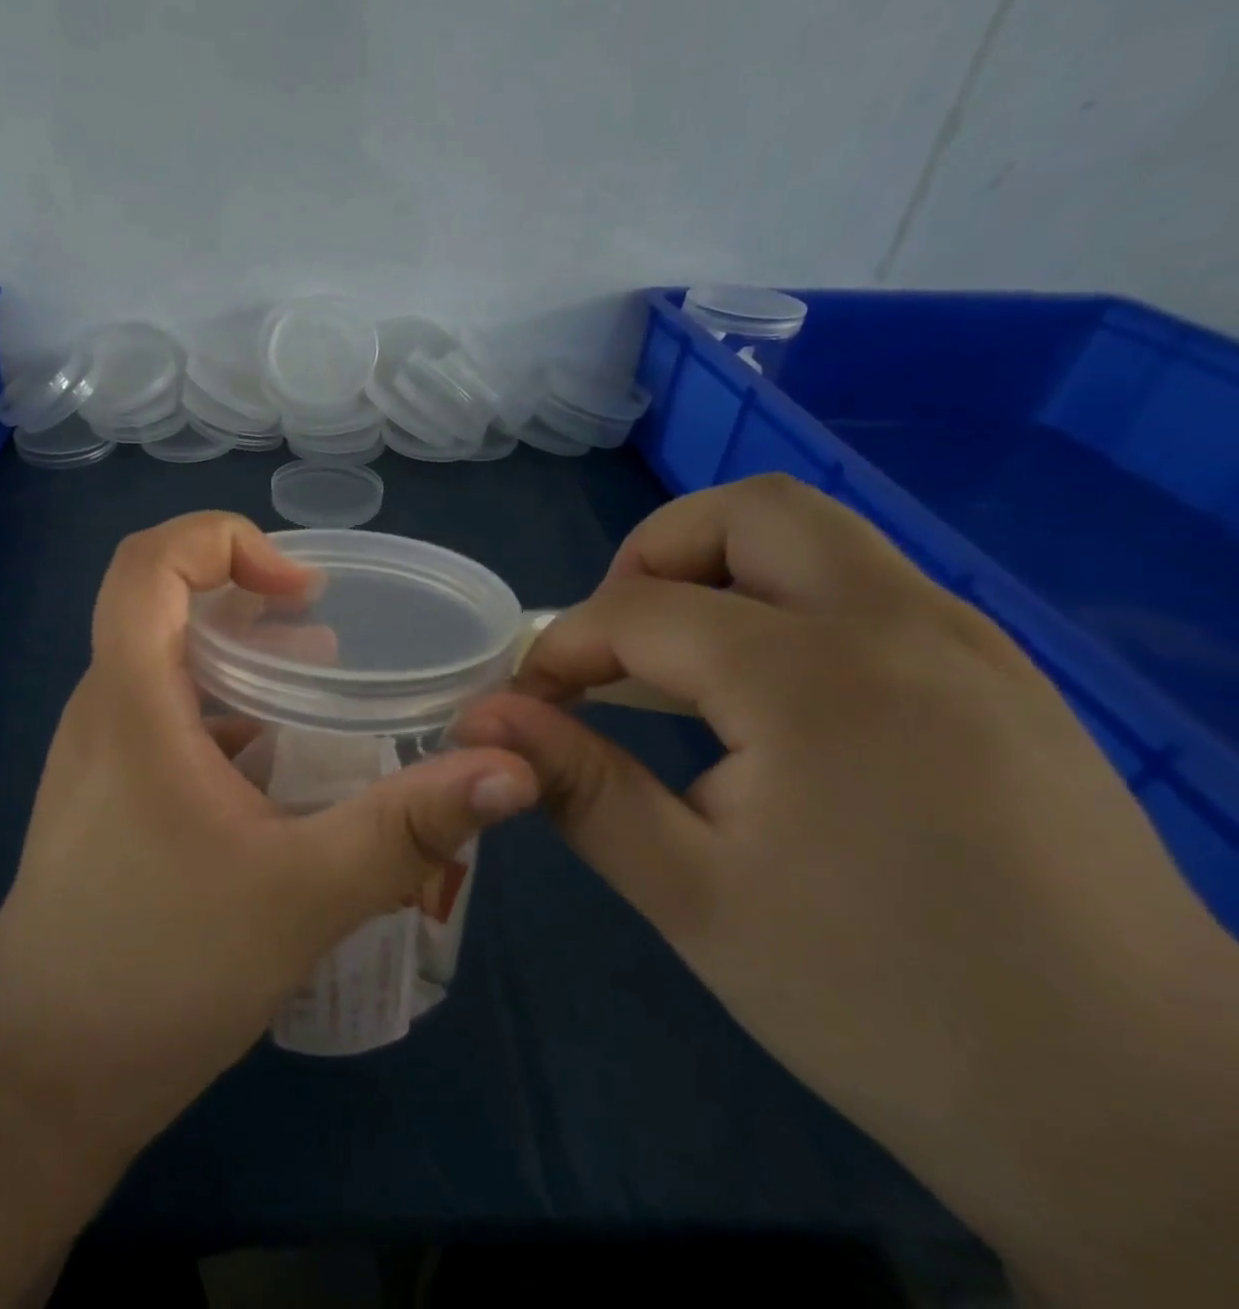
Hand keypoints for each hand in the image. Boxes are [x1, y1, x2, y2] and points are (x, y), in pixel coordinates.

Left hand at [0, 513, 537, 1180]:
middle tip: (327, 629)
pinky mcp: (110, 795)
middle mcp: (106, 708)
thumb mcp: (303, 893)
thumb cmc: (159, 969)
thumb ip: (409, 826)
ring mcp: (101, 753)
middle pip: (163, 604)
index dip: (223, 541)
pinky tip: (285, 768)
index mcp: (131, 699)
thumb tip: (512, 768)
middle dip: (249, 597)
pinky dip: (230, 712)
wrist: (42, 1074)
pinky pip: (170, 718)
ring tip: (323, 687)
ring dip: (243, 657)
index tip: (299, 589)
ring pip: (170, 664)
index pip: (147, 560)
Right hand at [453, 475, 1238, 1307]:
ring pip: (818, 536)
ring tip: (678, 666)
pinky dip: (786, 602)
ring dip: (722, 572)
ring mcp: (967, 642)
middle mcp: (899, 626)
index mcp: (813, 679)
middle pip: (749, 510)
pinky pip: (867, 586)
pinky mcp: (1001, 676)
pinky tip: (766, 698)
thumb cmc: (881, 1002)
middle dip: (653, 554)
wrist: (1144, 1114)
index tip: (529, 704)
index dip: (562, 647)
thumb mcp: (691, 897)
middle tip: (615, 642)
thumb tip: (482, 721)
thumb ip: (578, 786)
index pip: (640, 611)